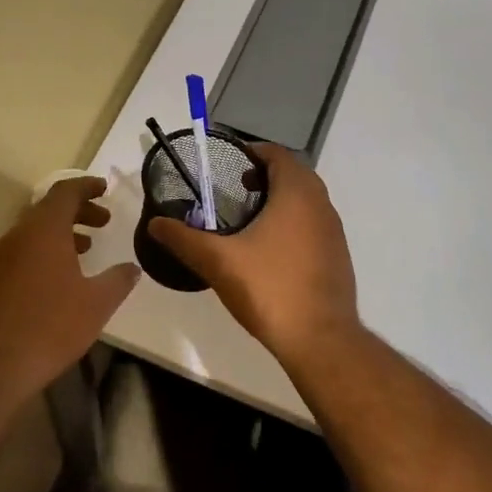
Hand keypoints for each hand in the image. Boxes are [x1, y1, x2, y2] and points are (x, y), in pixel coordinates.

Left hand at [0, 177, 139, 394]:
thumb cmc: (50, 325)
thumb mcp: (96, 303)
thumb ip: (117, 280)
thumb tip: (132, 268)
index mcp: (44, 229)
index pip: (65, 191)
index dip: (87, 186)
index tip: (105, 189)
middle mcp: (19, 235)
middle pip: (49, 209)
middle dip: (78, 210)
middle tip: (104, 221)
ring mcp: (1, 258)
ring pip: (34, 231)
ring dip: (62, 232)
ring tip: (87, 248)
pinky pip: (23, 251)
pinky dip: (45, 251)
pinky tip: (61, 278)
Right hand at [150, 144, 361, 361]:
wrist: (320, 339)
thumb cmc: (269, 288)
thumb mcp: (217, 261)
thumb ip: (183, 239)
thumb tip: (155, 223)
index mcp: (297, 193)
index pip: (278, 154)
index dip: (253, 152)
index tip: (229, 164)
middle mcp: (321, 204)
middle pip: (294, 174)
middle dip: (265, 175)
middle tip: (234, 189)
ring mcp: (333, 231)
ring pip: (306, 200)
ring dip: (280, 199)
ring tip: (248, 219)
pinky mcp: (337, 256)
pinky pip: (313, 224)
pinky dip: (292, 222)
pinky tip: (269, 250)